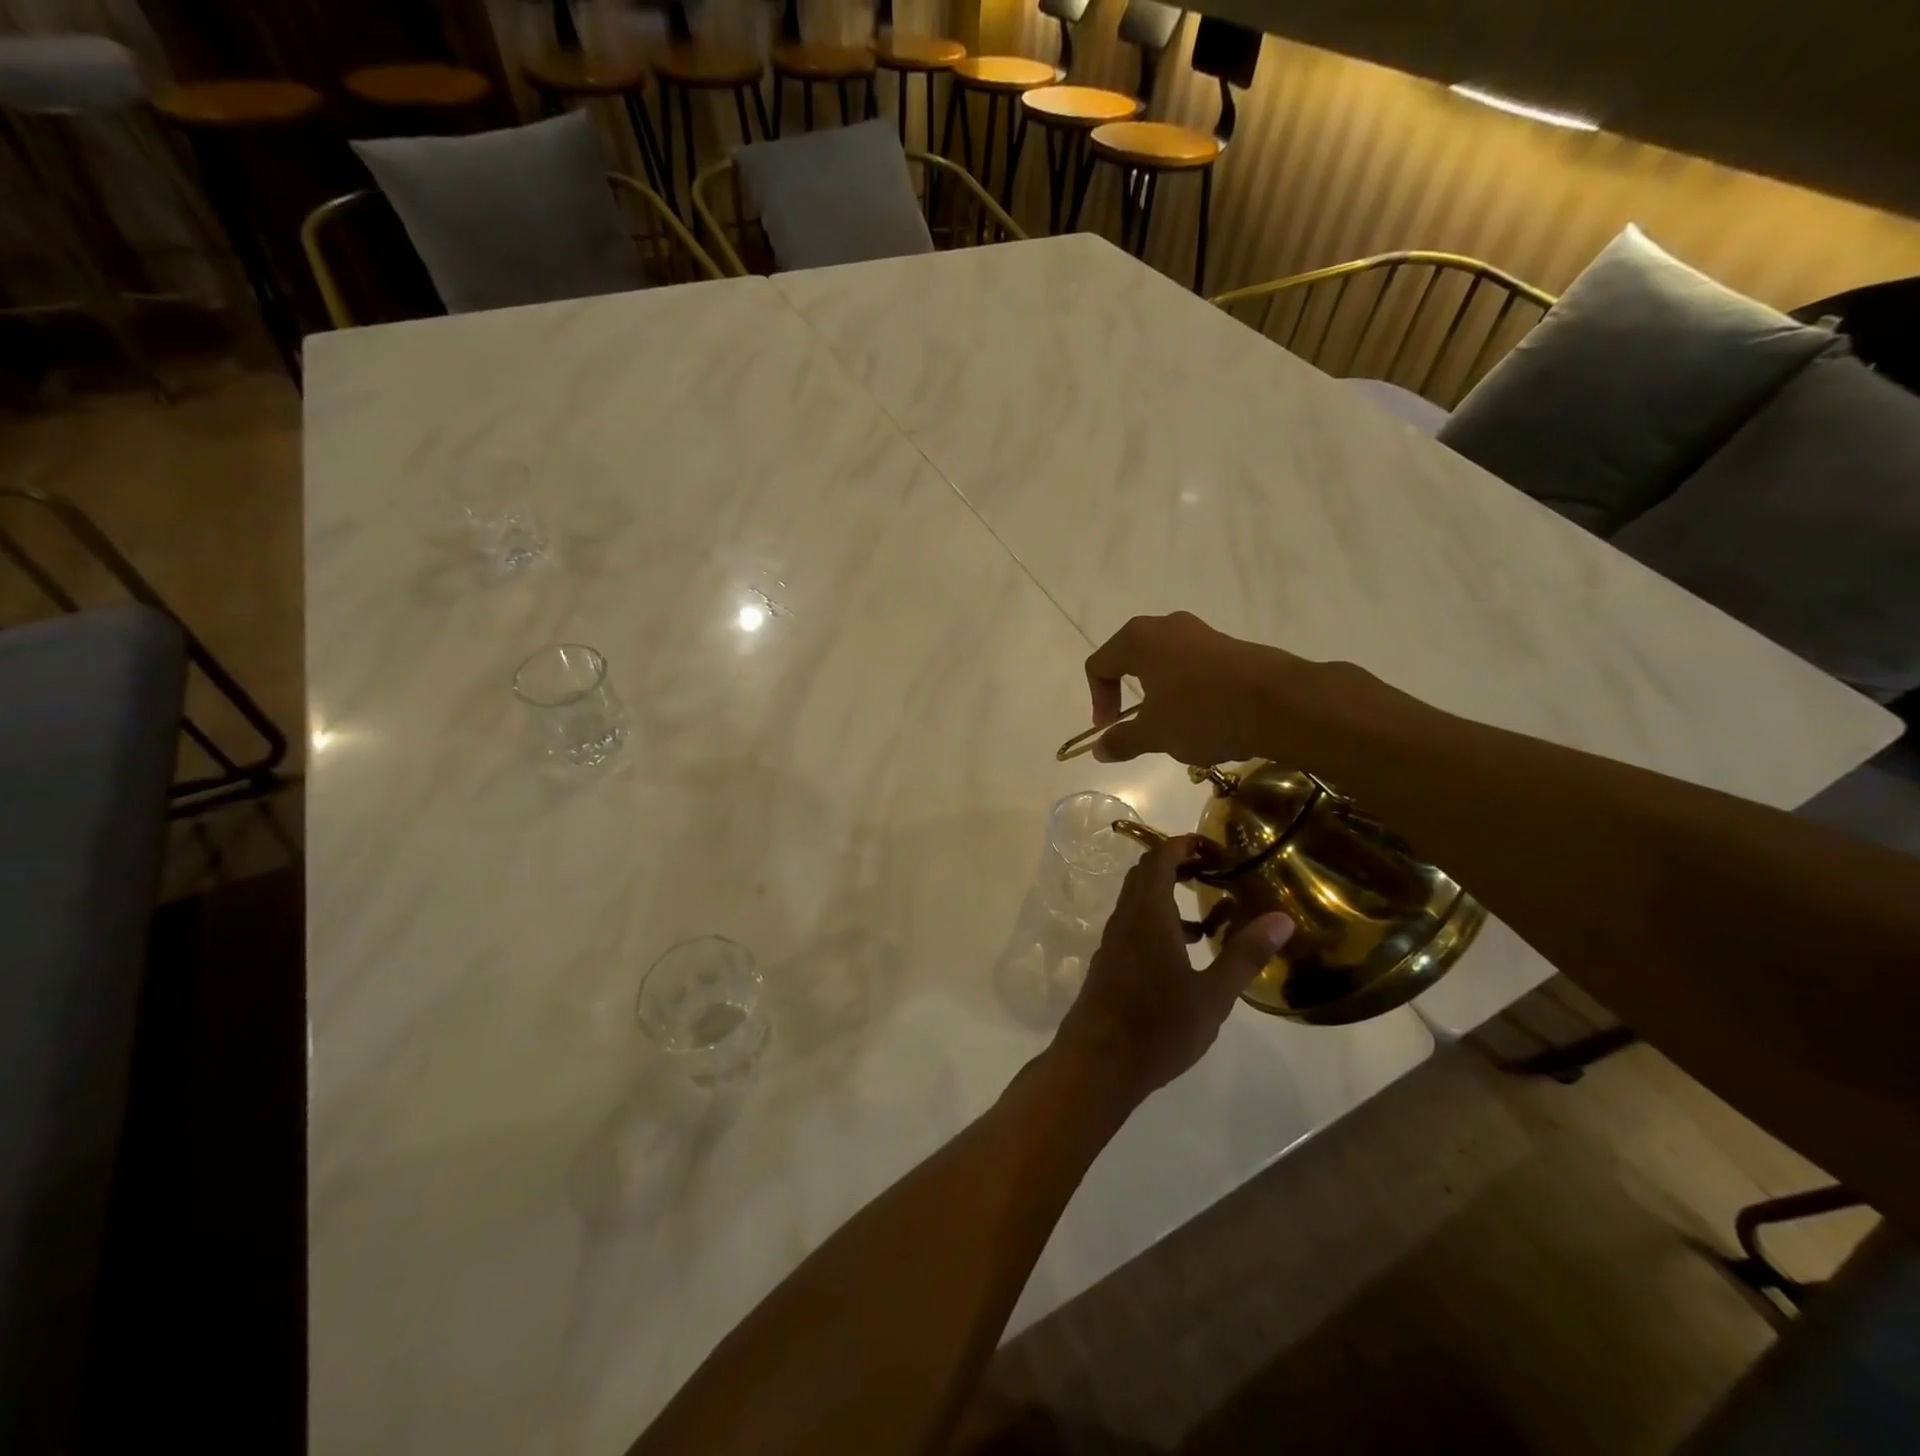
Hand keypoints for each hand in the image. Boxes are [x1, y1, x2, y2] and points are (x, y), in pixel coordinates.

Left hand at [1052, 834, 1294, 1100]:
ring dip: (1168, 898)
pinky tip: (1184, 955)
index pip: (1158, 859)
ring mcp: (1112, 942)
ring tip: (1209, 916)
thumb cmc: (1158, 1026)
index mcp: (1148, 914)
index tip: (1213, 847)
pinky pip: (1133, 927)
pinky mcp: (1108, 964)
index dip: (1182, 845)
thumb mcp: (1212, 995)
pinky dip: (1158, 924)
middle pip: (1145, 876)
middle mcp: (1125, 919)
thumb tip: (1281, 919)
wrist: (1098, 1063)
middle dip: (1176, 866)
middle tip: (1214, 873)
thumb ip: (1245, 954)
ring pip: (1138, 904)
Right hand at [1084, 611, 1304, 766]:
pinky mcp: (1230, 647)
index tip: (1111, 729)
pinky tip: (1205, 720)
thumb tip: (1099, 749)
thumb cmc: (1202, 712)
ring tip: (1174, 728)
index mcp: (1139, 639)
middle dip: (1128, 696)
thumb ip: (1122, 740)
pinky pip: (1194, 668)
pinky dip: (1188, 693)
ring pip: (1165, 664)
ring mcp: (1202, 633)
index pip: (1099, 665)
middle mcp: (1167, 626)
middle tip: (1137, 726)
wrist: (1280, 703)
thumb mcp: (1154, 734)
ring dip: (1160, 696)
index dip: (1098, 700)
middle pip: (1131, 660)